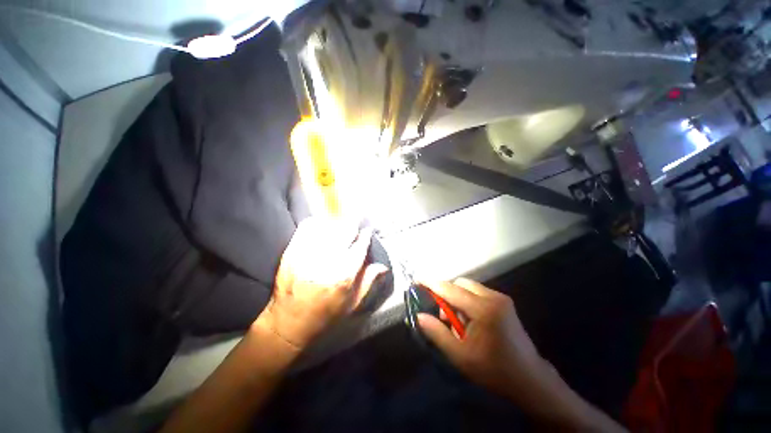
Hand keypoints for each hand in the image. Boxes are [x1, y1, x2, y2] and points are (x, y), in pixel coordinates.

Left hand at [255, 217, 387, 350]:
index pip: (360, 245)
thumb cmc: (324, 316)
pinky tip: (321, 226)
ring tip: (339, 225)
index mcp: (343, 275)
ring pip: (327, 225)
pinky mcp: (292, 251)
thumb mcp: (352, 303)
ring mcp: (307, 254)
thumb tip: (383, 267)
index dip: (366, 235)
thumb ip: (368, 281)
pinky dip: (317, 222)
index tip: (367, 230)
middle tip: (354, 226)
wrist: (288, 323)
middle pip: (345, 230)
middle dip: (353, 225)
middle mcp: (326, 262)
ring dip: (336, 222)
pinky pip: (307, 227)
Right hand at [418, 278, 625, 431]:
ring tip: (457, 322)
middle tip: (442, 314)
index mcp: (483, 310)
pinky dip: (468, 300)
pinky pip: (478, 293)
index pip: (450, 289)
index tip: (418, 280)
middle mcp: (493, 298)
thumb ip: (437, 333)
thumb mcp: (460, 355)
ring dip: (457, 298)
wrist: (529, 379)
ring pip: (469, 287)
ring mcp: (501, 298)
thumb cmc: (494, 370)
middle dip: (447, 293)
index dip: (432, 284)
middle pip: (461, 283)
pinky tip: (469, 320)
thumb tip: (420, 316)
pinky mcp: (504, 302)